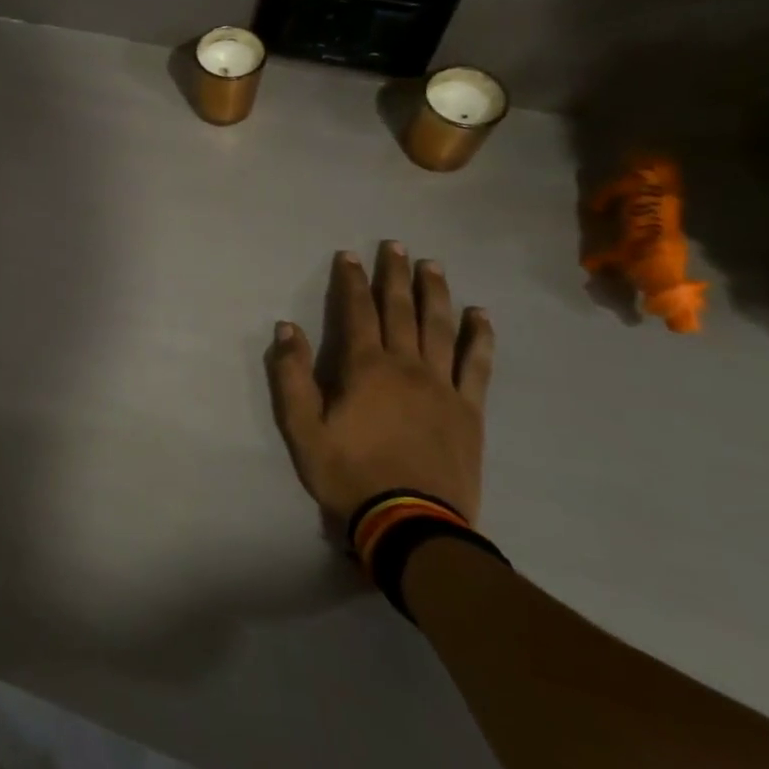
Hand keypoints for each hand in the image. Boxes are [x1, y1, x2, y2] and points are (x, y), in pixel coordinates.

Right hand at [266, 242, 493, 527]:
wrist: (411, 523)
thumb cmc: (349, 473)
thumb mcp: (302, 427)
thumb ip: (291, 375)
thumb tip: (287, 328)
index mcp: (366, 368)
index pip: (357, 311)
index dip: (352, 281)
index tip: (349, 255)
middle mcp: (407, 365)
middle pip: (401, 310)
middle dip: (395, 275)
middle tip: (396, 245)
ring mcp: (443, 386)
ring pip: (440, 328)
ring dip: (435, 293)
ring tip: (433, 266)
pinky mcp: (469, 410)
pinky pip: (477, 365)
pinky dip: (479, 337)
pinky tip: (480, 316)